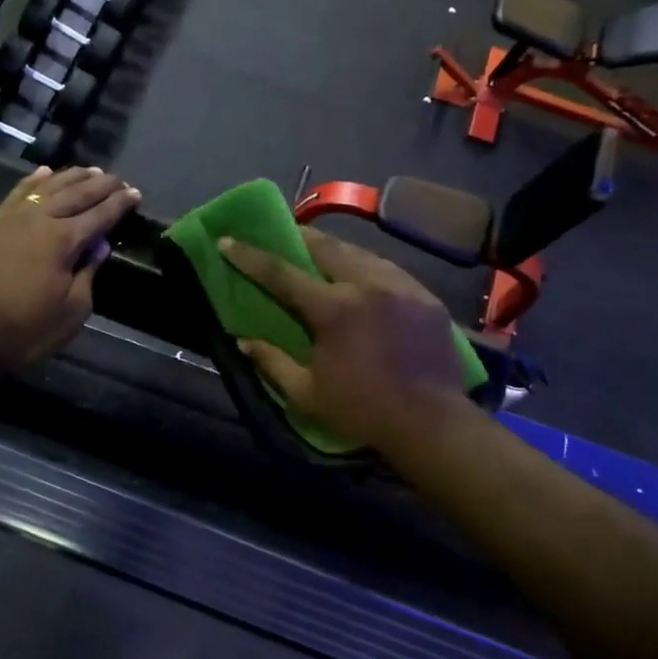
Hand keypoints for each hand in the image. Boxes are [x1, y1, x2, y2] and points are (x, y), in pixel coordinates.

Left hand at [0, 165, 140, 369]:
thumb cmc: (27, 328)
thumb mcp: (72, 311)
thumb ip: (88, 273)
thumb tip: (99, 245)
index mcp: (64, 240)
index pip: (100, 215)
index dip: (120, 204)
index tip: (136, 194)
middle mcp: (41, 219)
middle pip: (77, 193)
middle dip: (101, 185)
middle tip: (119, 179)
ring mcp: (14, 217)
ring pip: (49, 186)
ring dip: (73, 176)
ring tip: (91, 171)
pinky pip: (18, 192)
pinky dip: (35, 180)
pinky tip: (46, 172)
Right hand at [218, 228, 467, 450]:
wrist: (431, 423)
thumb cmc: (361, 411)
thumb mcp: (305, 394)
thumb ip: (272, 362)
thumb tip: (243, 340)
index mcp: (333, 309)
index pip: (282, 273)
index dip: (250, 256)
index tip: (226, 241)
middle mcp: (367, 285)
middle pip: (326, 247)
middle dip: (299, 237)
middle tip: (283, 235)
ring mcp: (401, 286)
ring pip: (361, 253)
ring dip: (335, 250)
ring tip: (321, 252)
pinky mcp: (426, 297)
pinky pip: (389, 269)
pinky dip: (367, 266)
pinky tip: (362, 275)